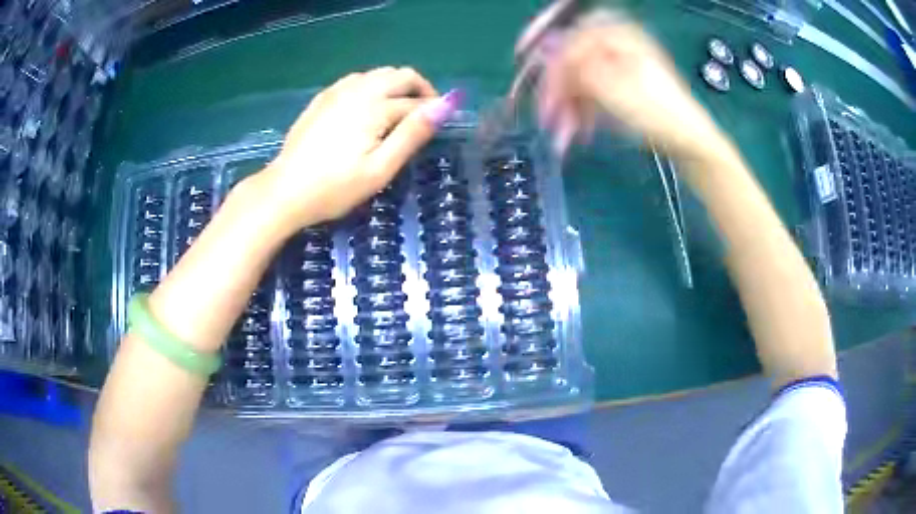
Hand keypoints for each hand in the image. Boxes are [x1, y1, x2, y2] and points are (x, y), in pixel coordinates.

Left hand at [255, 67, 460, 231]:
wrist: (285, 191)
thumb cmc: (336, 187)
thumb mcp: (380, 168)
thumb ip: (413, 134)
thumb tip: (446, 105)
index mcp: (375, 106)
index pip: (416, 102)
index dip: (433, 112)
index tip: (439, 128)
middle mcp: (359, 89)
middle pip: (400, 75)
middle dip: (419, 89)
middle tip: (422, 117)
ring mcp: (337, 91)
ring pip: (378, 73)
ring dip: (396, 86)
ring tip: (397, 112)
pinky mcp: (323, 98)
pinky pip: (357, 79)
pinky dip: (372, 86)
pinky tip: (367, 107)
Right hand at [518, 10, 725, 158]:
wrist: (687, 142)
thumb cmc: (655, 111)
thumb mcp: (611, 86)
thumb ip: (574, 64)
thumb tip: (543, 45)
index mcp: (616, 35)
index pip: (570, 34)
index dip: (545, 46)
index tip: (524, 63)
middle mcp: (615, 46)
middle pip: (571, 61)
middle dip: (556, 91)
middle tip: (545, 117)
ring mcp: (619, 68)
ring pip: (579, 82)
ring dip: (567, 109)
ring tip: (563, 137)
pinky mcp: (621, 89)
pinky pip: (592, 96)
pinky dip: (582, 114)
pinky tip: (579, 133)